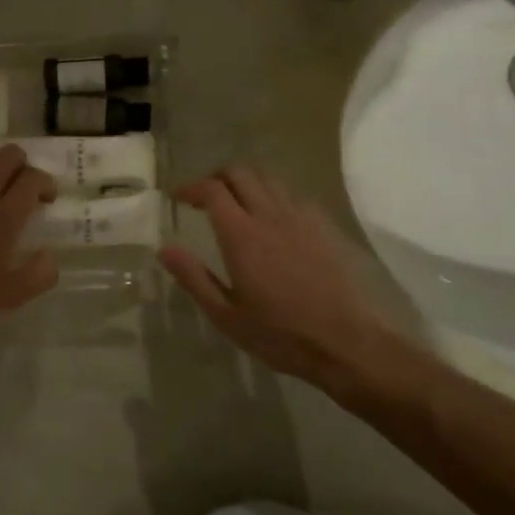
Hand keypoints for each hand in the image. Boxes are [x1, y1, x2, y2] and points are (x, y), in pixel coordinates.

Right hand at [158, 165, 395, 385]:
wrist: (349, 342)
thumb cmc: (281, 334)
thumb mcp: (226, 315)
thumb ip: (193, 278)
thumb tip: (164, 249)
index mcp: (241, 235)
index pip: (212, 190)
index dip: (191, 187)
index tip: (178, 198)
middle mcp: (270, 215)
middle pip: (240, 172)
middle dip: (217, 177)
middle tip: (204, 198)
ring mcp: (302, 218)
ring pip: (269, 179)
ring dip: (246, 183)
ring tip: (236, 204)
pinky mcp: (325, 226)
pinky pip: (293, 195)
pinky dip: (273, 195)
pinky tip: (272, 219)